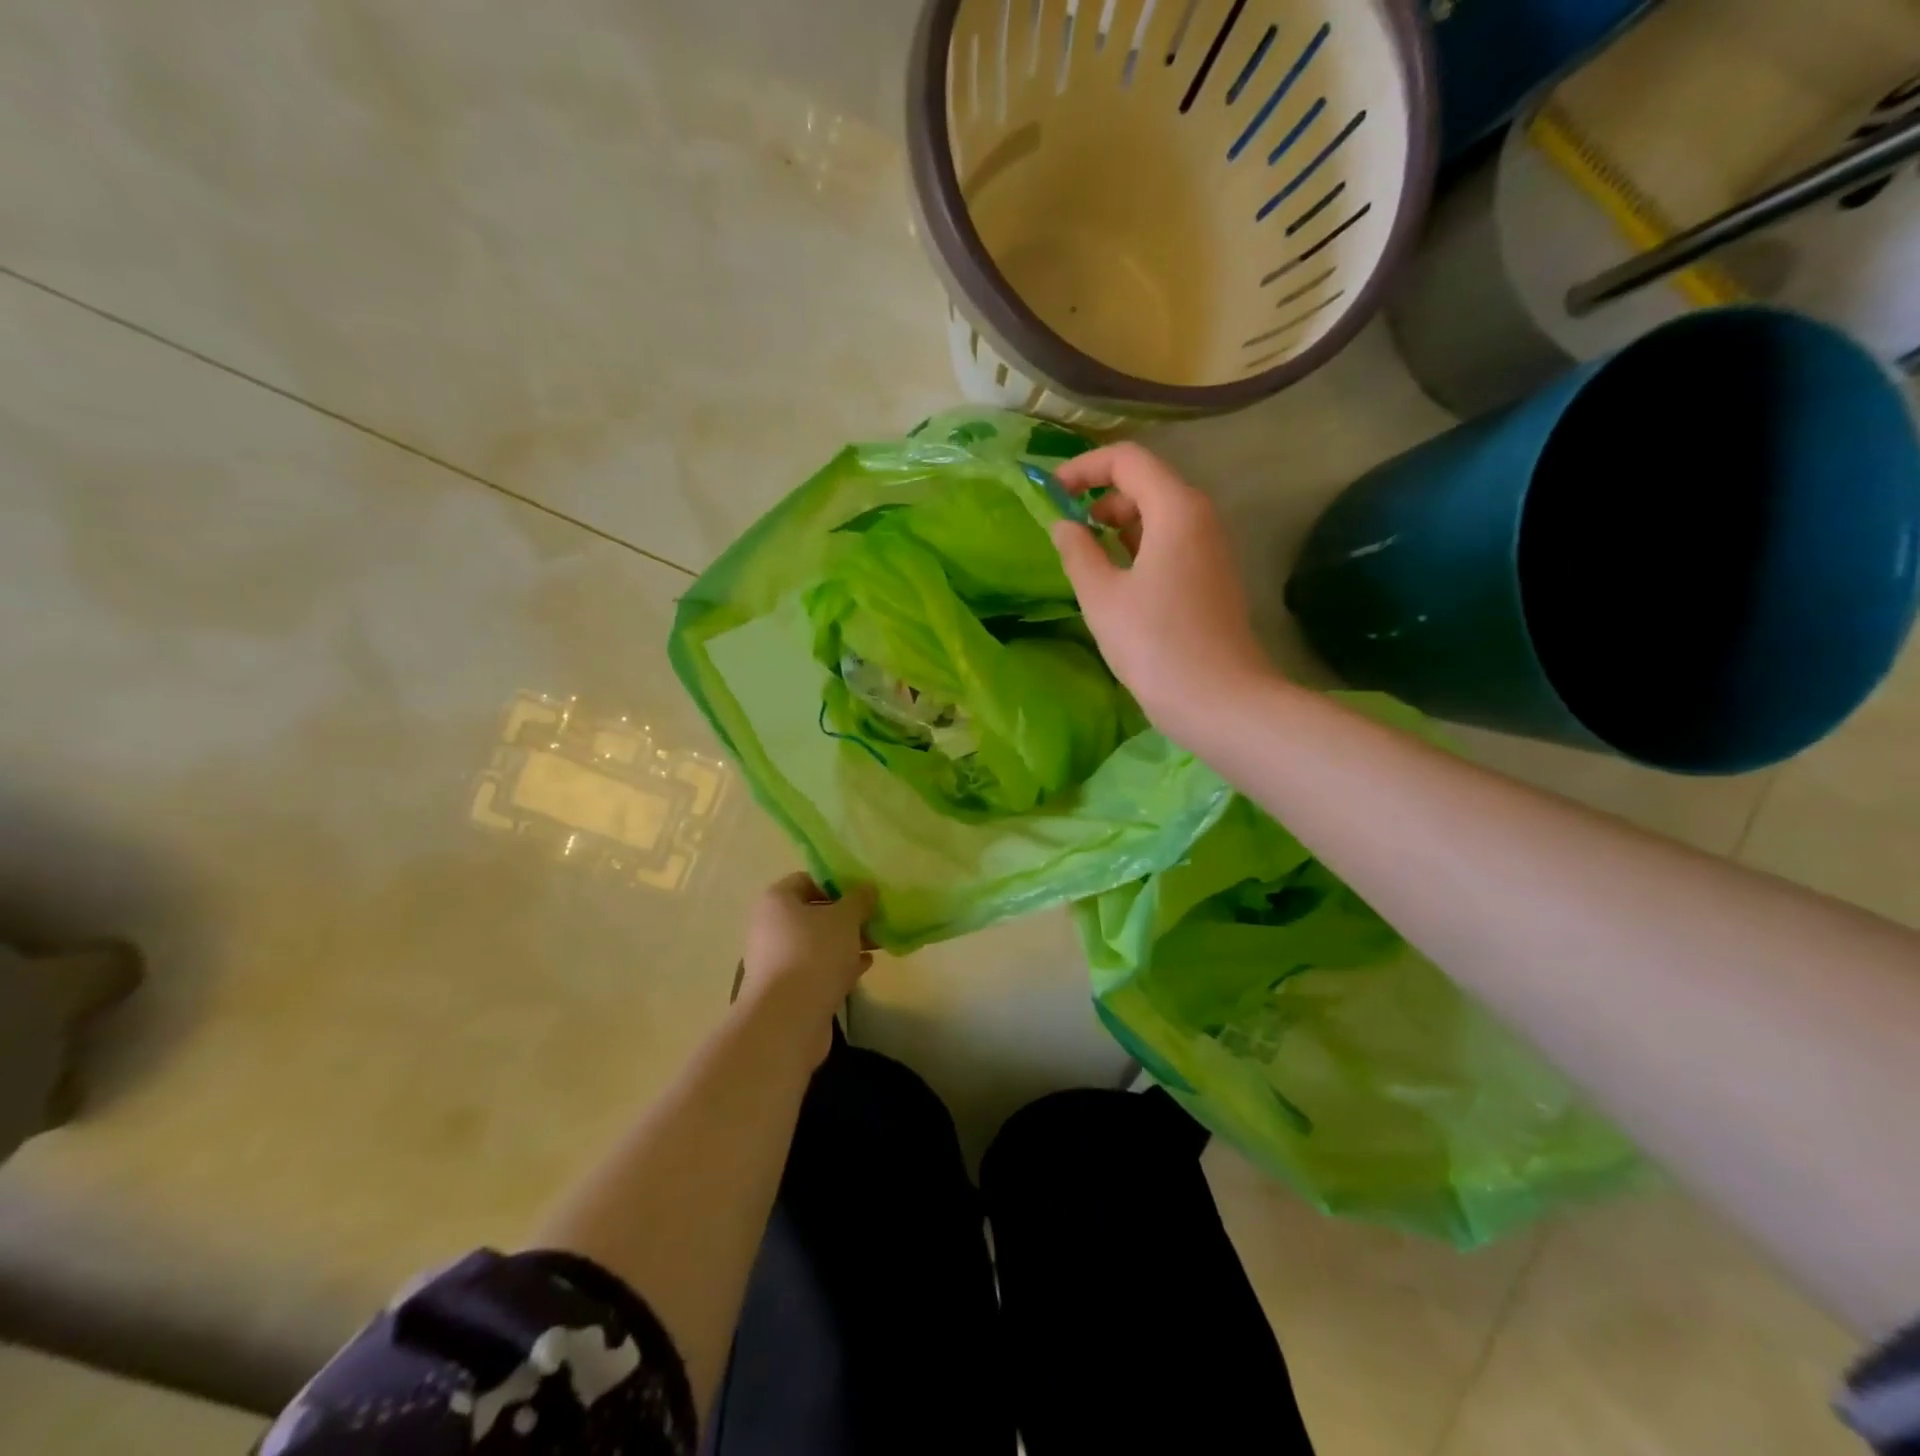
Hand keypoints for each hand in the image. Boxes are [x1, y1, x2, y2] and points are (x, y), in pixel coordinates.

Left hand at [740, 874, 875, 1022]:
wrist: (788, 1020)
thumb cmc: (814, 954)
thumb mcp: (845, 918)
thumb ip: (858, 899)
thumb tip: (867, 888)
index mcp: (776, 901)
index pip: (807, 880)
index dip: (836, 883)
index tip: (863, 892)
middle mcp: (771, 927)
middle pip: (813, 913)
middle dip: (846, 916)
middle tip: (875, 918)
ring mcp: (778, 961)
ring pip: (818, 943)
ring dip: (846, 942)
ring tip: (878, 942)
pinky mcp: (788, 990)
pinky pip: (817, 969)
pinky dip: (840, 965)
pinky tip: (865, 966)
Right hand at [1050, 443, 1277, 744]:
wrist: (1218, 700)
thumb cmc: (1155, 644)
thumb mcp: (1102, 597)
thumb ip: (1078, 552)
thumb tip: (1064, 525)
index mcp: (1176, 509)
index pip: (1127, 460)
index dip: (1084, 469)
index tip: (1051, 494)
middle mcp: (1200, 517)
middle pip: (1146, 483)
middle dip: (1100, 497)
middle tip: (1067, 532)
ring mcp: (1211, 549)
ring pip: (1158, 516)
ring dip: (1118, 525)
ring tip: (1086, 558)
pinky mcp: (1212, 578)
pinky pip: (1170, 544)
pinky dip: (1138, 548)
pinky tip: (1116, 581)